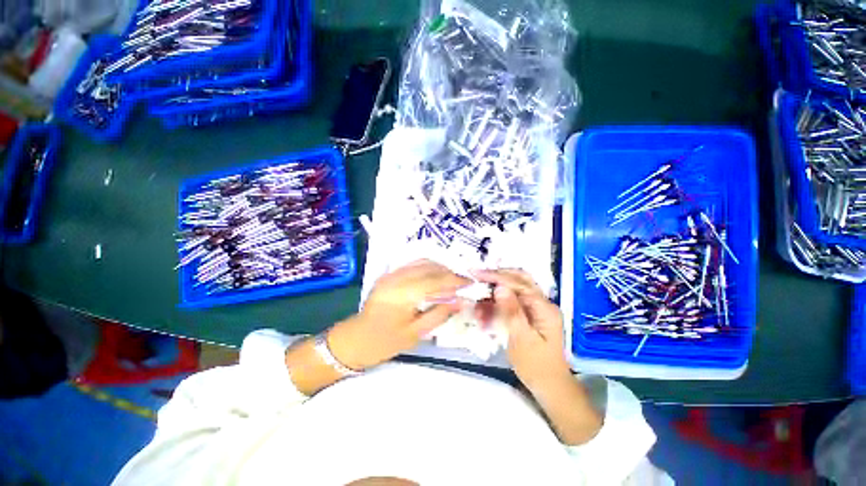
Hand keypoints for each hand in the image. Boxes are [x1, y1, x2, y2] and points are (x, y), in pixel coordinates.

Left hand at [328, 260, 469, 369]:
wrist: (356, 339)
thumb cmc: (385, 341)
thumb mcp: (416, 333)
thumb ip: (440, 314)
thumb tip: (462, 301)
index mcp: (402, 295)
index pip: (435, 281)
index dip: (454, 280)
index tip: (470, 283)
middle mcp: (396, 278)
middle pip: (430, 268)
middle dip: (449, 273)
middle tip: (464, 282)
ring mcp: (391, 274)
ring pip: (422, 262)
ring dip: (440, 268)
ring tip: (452, 280)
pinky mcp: (389, 274)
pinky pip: (413, 264)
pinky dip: (429, 267)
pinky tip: (436, 276)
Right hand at [473, 269, 571, 389]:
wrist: (549, 385)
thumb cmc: (536, 366)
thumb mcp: (522, 339)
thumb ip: (511, 311)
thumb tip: (499, 287)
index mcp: (544, 308)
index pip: (518, 283)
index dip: (496, 276)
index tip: (476, 274)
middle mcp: (541, 303)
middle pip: (518, 279)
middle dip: (496, 277)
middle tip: (477, 277)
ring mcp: (536, 308)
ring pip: (513, 289)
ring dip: (494, 292)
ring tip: (477, 300)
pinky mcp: (529, 314)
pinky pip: (511, 301)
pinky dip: (496, 303)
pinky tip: (484, 311)